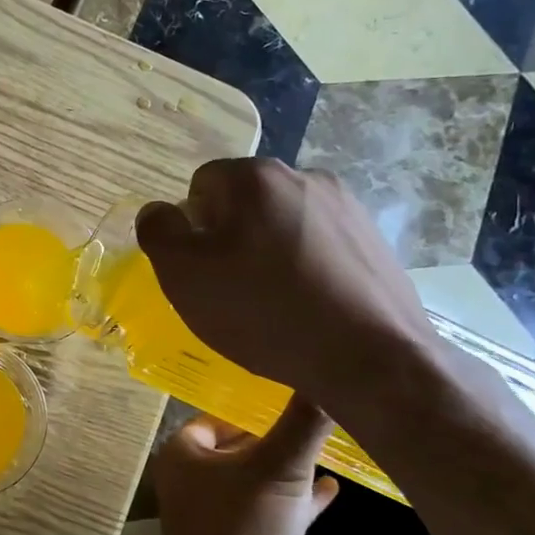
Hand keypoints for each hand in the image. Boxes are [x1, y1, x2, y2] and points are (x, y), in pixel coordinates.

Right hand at [135, 158, 439, 411]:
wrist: (370, 358)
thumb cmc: (263, 310)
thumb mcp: (183, 275)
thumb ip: (158, 231)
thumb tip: (159, 212)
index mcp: (254, 177)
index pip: (201, 186)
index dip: (192, 229)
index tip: (201, 270)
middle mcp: (304, 176)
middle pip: (244, 203)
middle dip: (230, 238)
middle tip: (230, 290)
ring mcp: (347, 207)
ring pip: (283, 224)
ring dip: (269, 252)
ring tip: (272, 304)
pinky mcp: (375, 240)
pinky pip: (319, 246)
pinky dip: (306, 269)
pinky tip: (309, 308)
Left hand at [149, 394, 339, 534]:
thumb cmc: (242, 526)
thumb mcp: (279, 467)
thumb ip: (303, 421)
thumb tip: (330, 370)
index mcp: (186, 452)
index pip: (220, 415)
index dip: (254, 404)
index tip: (293, 391)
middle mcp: (196, 479)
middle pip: (241, 446)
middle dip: (277, 434)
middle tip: (318, 415)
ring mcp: (219, 514)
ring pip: (259, 479)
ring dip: (290, 467)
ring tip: (333, 448)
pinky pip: (273, 511)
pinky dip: (298, 500)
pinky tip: (332, 490)